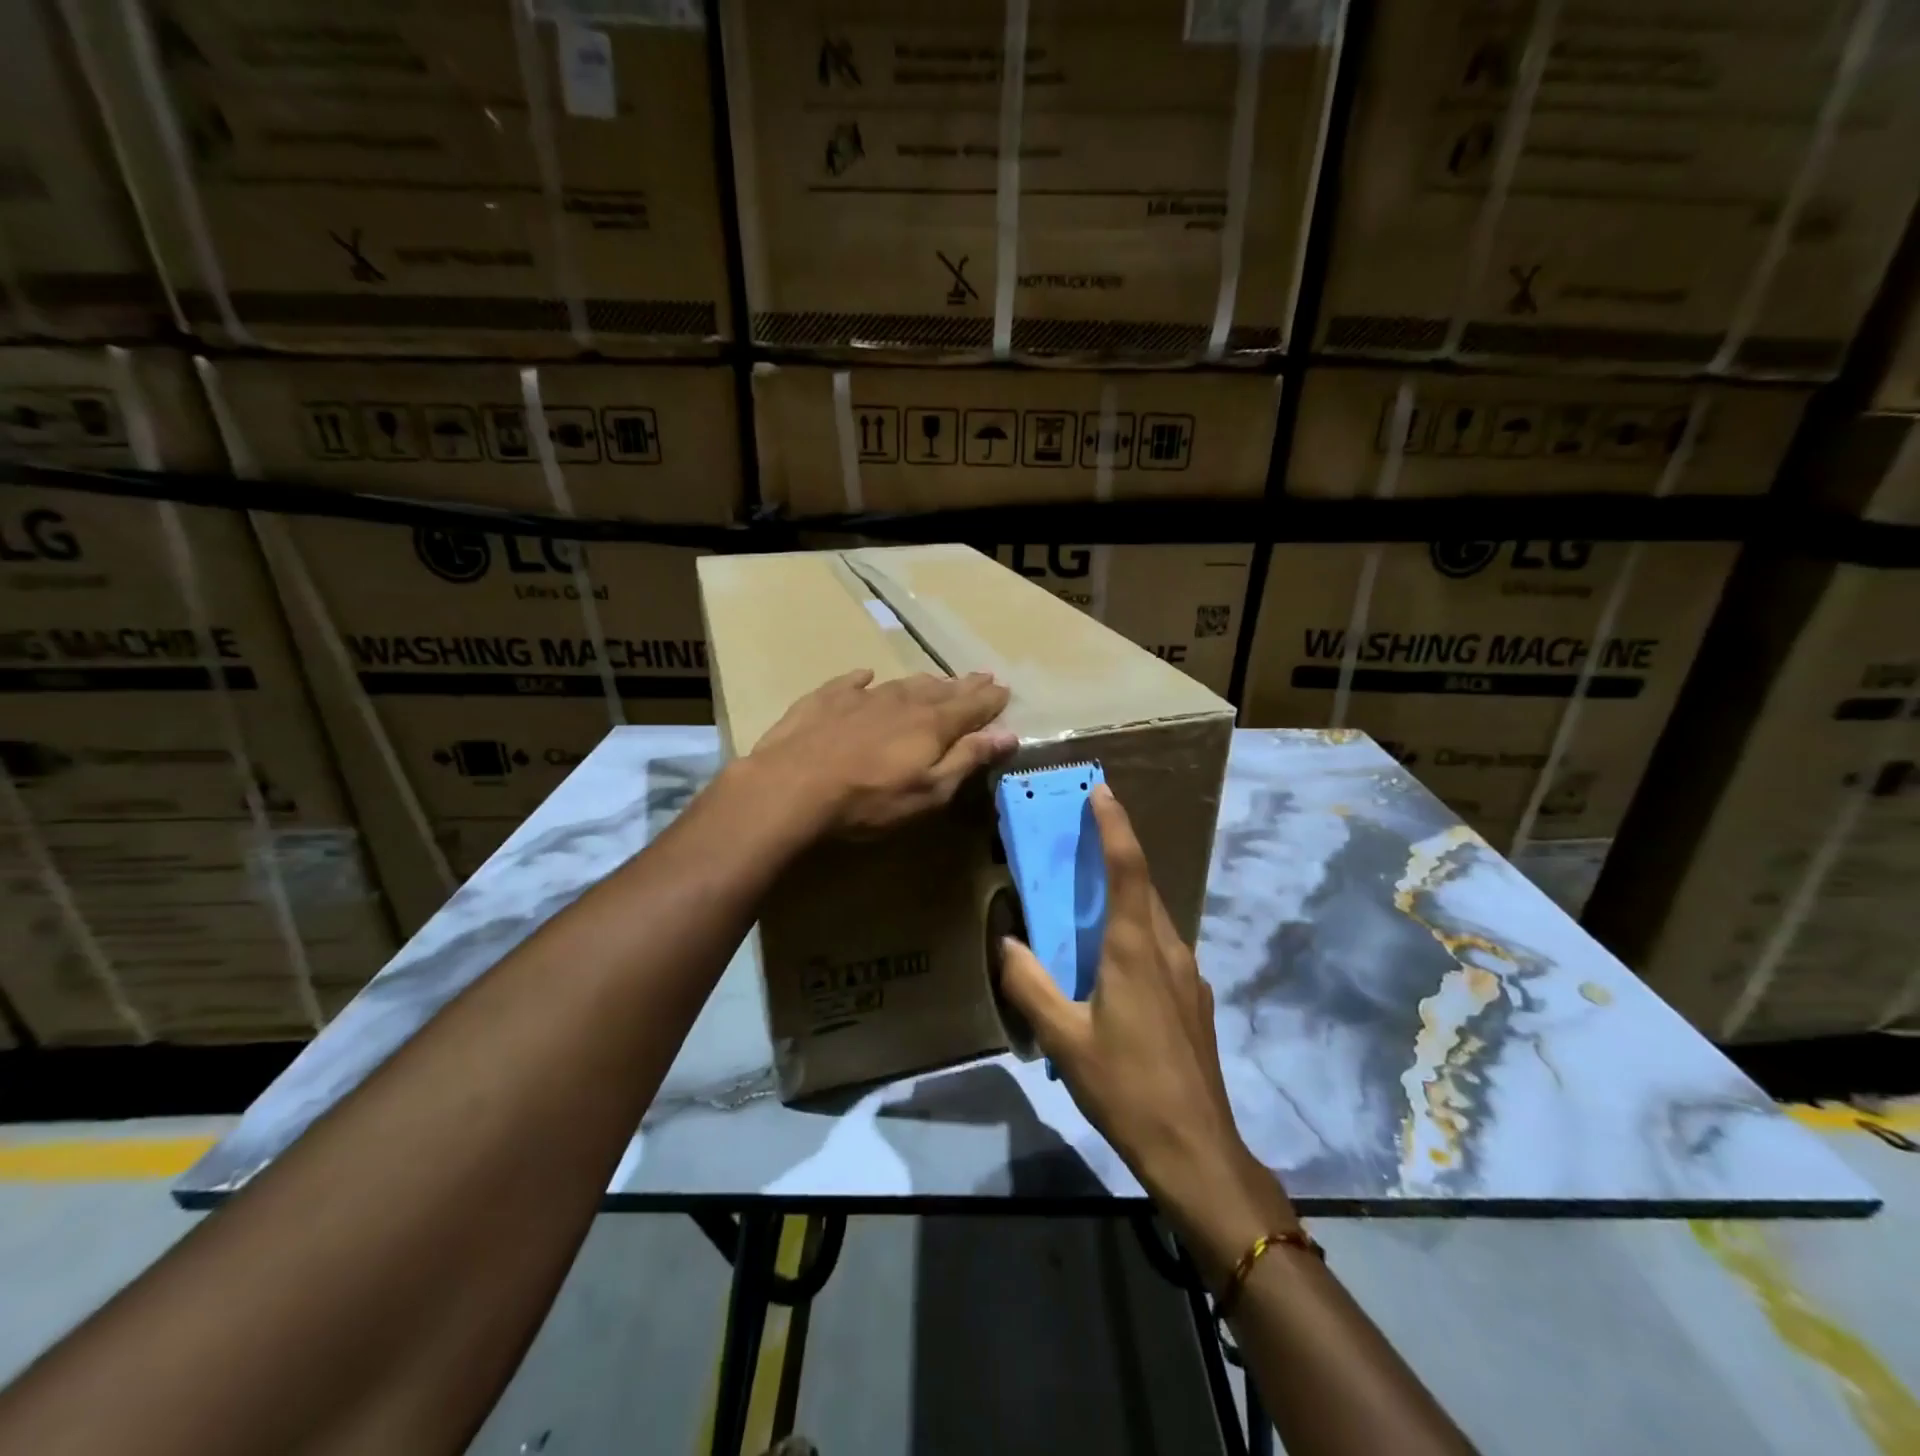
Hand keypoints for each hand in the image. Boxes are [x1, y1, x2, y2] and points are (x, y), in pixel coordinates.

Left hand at [748, 668, 1016, 835]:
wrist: (791, 787)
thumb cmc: (868, 800)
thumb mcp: (928, 791)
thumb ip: (967, 760)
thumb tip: (1007, 734)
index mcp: (931, 724)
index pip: (970, 706)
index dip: (990, 699)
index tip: (1004, 689)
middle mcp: (900, 701)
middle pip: (940, 690)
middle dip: (963, 685)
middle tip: (981, 677)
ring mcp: (860, 697)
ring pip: (901, 683)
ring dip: (923, 682)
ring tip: (936, 680)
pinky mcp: (824, 700)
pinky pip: (851, 682)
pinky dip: (863, 679)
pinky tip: (866, 676)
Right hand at [997, 784, 1297, 1286]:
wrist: (1196, 1149)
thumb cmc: (1125, 1088)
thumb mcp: (1063, 1039)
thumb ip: (1030, 984)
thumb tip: (1006, 941)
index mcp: (1135, 948)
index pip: (1127, 868)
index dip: (1114, 825)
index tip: (1101, 791)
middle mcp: (1168, 949)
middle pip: (1143, 886)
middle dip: (1117, 852)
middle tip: (1083, 836)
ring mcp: (1189, 975)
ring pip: (1154, 917)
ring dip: (1126, 894)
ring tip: (1091, 897)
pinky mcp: (1195, 1000)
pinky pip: (1161, 946)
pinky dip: (1136, 931)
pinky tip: (1114, 963)